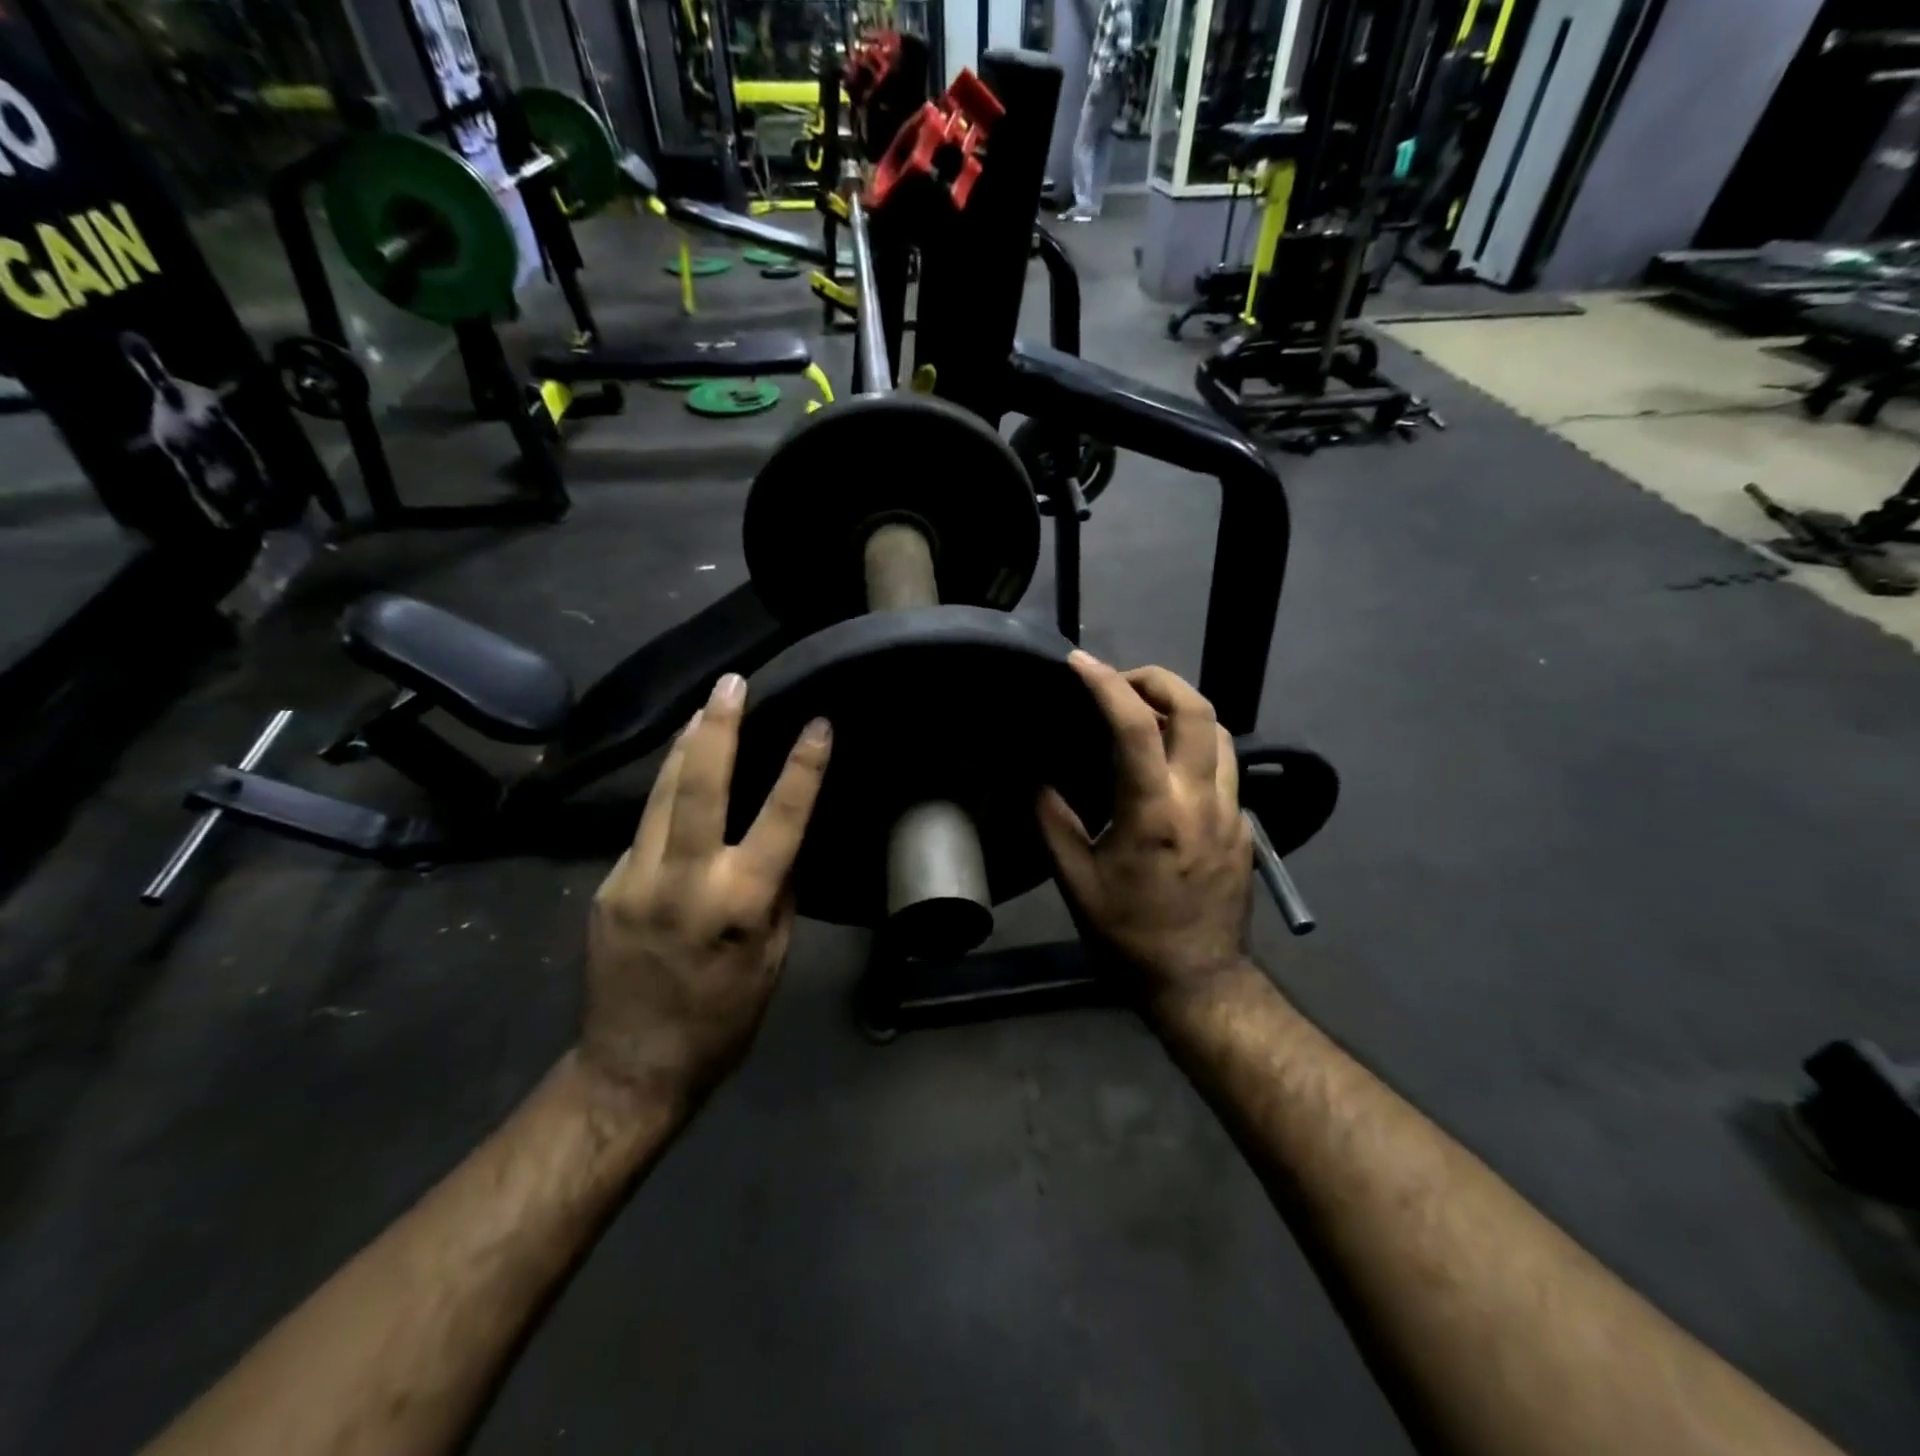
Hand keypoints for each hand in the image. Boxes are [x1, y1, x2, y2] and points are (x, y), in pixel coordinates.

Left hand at [582, 672, 831, 1108]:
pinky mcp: (606, 887)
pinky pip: (645, 829)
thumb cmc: (724, 1017)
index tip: (818, 724)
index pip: (781, 819)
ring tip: (702, 708)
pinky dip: (667, 797)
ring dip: (684, 747)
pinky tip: (679, 779)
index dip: (803, 768)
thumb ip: (778, 890)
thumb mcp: (774, 957)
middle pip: (699, 785)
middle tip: (731, 682)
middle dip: (717, 727)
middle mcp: (684, 880)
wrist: (632, 1066)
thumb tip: (784, 838)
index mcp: (740, 903)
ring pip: (661, 795)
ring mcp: (634, 880)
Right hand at [1038, 653, 1250, 1004]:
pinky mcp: (1244, 828)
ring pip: (1221, 733)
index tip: (1080, 663)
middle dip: (1159, 679)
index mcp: (1154, 810)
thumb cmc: (1129, 934)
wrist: (1197, 980)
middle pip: (1198, 709)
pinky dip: (1195, 748)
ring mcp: (1231, 812)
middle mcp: (1201, 799)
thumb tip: (1041, 780)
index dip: (1105, 684)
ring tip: (1146, 716)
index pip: (1135, 725)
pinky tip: (1169, 769)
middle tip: (1121, 682)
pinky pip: (1224, 768)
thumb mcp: (1076, 882)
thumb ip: (1054, 822)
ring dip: (1183, 709)